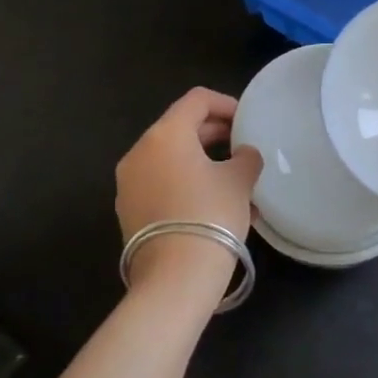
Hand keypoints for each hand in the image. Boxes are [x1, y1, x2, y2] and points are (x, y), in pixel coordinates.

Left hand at [115, 88, 262, 300]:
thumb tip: (243, 154)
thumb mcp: (239, 180)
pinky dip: (187, 183)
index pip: (197, 100)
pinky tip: (215, 204)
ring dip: (203, 161)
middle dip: (215, 134)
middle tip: (243, 147)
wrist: (175, 278)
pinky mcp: (129, 211)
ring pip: (171, 158)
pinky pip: (162, 183)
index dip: (226, 104)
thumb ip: (246, 157)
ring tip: (234, 180)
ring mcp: (129, 183)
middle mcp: (139, 152)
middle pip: (180, 128)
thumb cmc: (211, 215)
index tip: (247, 121)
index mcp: (165, 134)